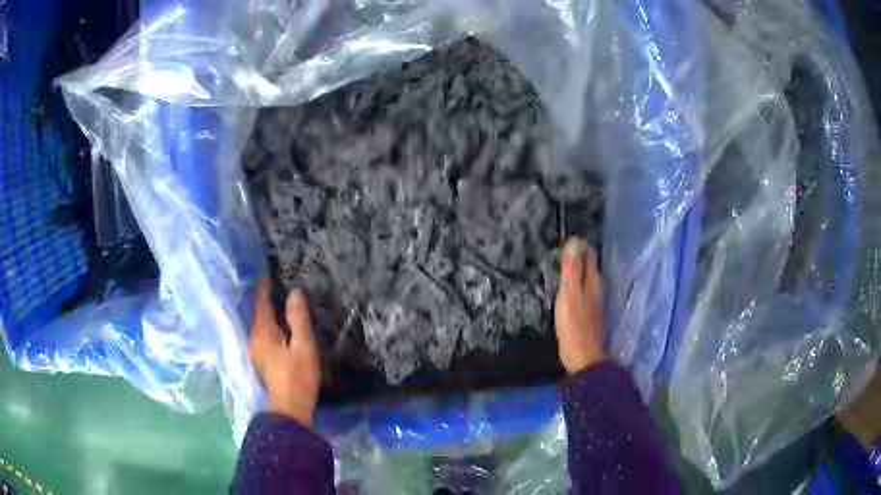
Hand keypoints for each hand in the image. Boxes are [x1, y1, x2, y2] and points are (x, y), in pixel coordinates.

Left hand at [248, 278, 320, 425]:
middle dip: (267, 298)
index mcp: (263, 332)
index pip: (261, 302)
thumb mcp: (303, 346)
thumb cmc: (298, 376)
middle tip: (280, 283)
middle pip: (259, 312)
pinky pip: (263, 334)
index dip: (264, 286)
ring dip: (269, 312)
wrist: (289, 408)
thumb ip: (298, 318)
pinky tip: (280, 326)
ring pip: (261, 324)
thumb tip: (294, 292)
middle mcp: (254, 338)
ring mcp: (255, 351)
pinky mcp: (261, 360)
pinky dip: (270, 325)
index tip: (267, 269)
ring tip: (281, 301)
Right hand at [555, 237, 606, 372]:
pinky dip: (576, 287)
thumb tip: (575, 241)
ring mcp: (595, 303)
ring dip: (577, 272)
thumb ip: (572, 268)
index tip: (566, 238)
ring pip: (587, 280)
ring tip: (562, 266)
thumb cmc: (574, 324)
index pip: (589, 255)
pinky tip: (567, 291)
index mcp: (593, 281)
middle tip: (561, 250)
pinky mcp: (589, 315)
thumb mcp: (569, 294)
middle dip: (579, 257)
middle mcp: (597, 289)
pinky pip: (583, 293)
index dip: (579, 245)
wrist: (583, 356)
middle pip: (590, 267)